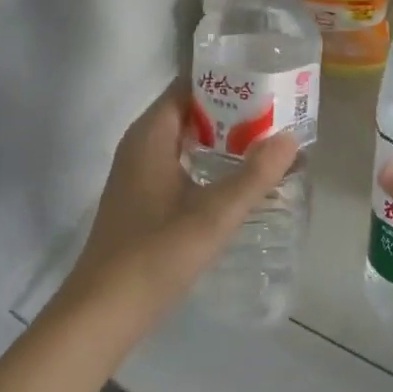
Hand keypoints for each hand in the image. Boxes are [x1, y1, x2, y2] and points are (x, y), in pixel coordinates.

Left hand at [64, 83, 298, 319]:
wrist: (102, 313)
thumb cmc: (156, 254)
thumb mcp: (214, 214)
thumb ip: (254, 175)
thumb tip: (290, 137)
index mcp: (150, 136)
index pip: (187, 85)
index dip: (225, 78)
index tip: (264, 79)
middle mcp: (141, 146)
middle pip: (189, 111)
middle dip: (231, 109)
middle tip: (277, 110)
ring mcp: (138, 174)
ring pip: (185, 140)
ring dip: (222, 138)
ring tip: (267, 139)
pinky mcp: (142, 199)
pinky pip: (180, 163)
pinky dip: (208, 161)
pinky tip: (237, 178)